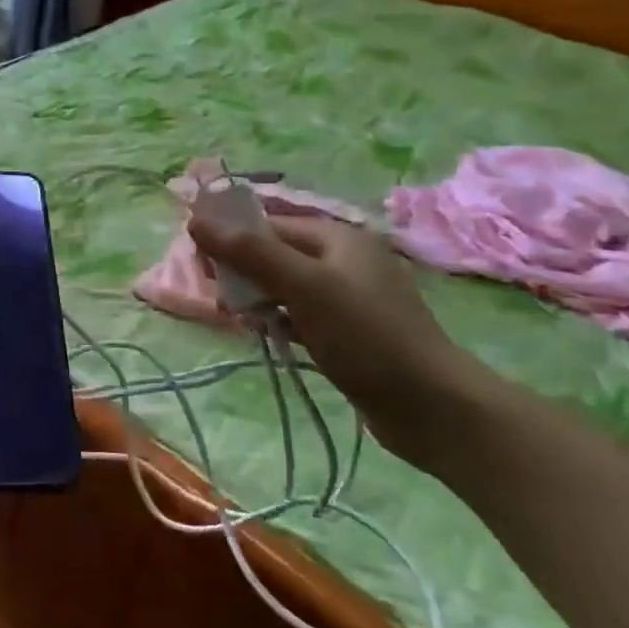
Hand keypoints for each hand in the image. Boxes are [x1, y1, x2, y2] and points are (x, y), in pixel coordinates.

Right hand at [187, 214, 472, 463]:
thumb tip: (196, 221)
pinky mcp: (350, 332)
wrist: (432, 407)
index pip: (269, 224)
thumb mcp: (303, 286)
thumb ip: (250, 251)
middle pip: (276, 253)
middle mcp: (344, 260)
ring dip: (257, 298)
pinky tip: (265, 336)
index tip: (199, 262)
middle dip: (242, 270)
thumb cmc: (365, 335)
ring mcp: (349, 298)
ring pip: (286, 286)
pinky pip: (301, 315)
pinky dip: (279, 320)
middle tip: (219, 297)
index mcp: (338, 237)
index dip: (231, 237)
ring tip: (236, 319)